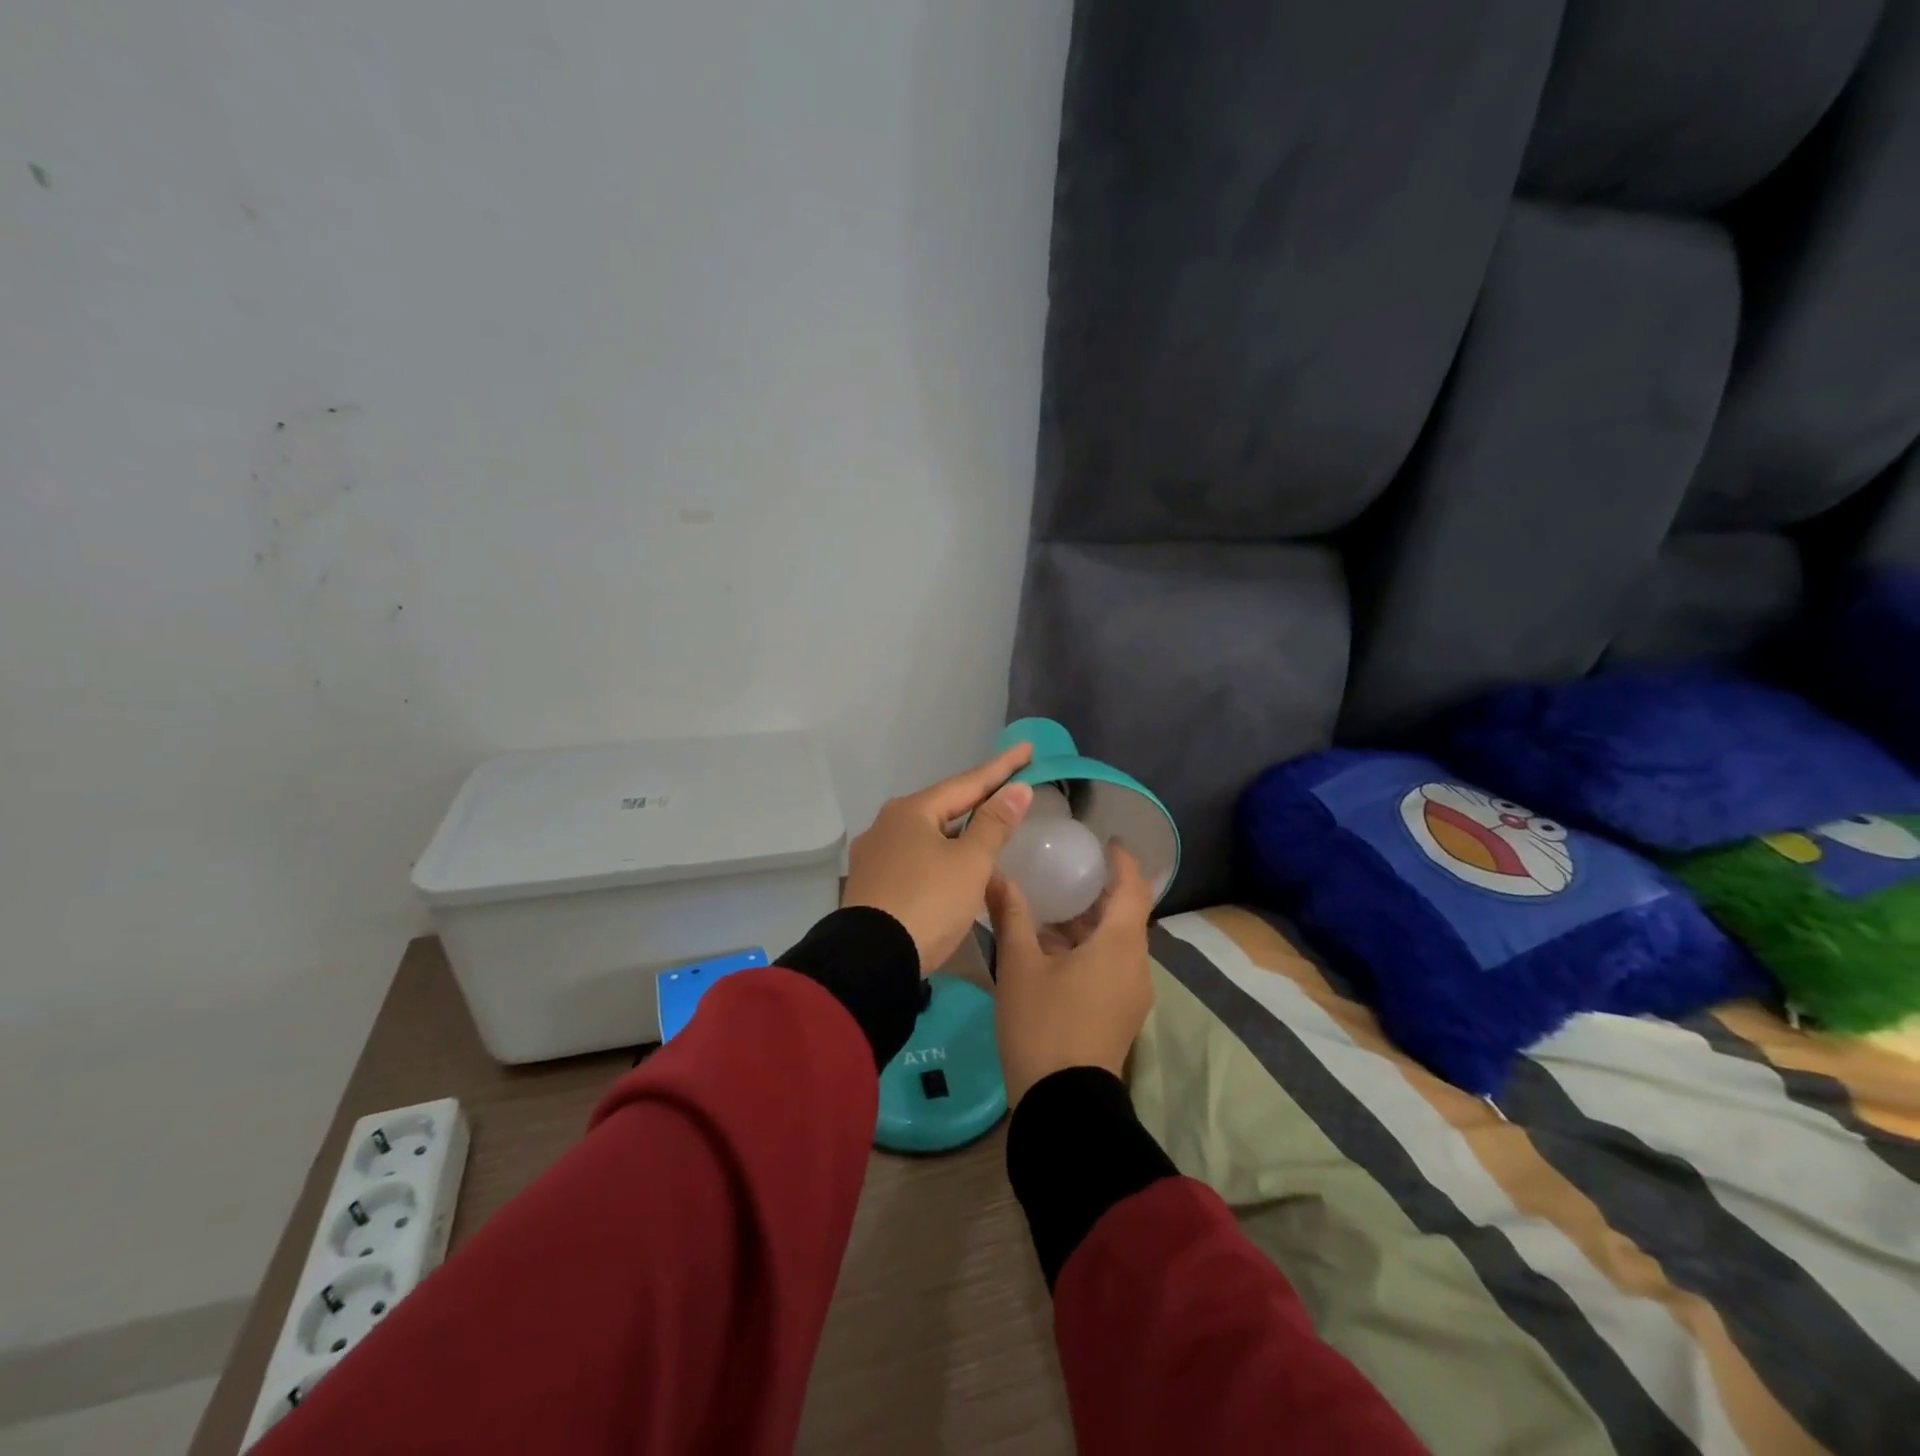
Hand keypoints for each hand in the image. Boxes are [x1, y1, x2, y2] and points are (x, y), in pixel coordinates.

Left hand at [841, 743, 1035, 974]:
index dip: (1001, 768)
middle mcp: (886, 824)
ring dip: (957, 830)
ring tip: (984, 827)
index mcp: (912, 811)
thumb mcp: (970, 863)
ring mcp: (874, 854)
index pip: (967, 783)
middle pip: (943, 805)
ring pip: (926, 834)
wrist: (870, 960)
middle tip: (1007, 789)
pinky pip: (914, 857)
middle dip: (976, 798)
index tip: (1027, 749)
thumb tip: (1017, 789)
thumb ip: (995, 824)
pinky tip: (951, 865)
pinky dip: (939, 854)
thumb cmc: (928, 902)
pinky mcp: (870, 883)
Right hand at [988, 842, 1153, 1108]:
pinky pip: (1112, 965)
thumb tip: (998, 877)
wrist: (1063, 1105)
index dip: (1122, 861)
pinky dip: (1090, 947)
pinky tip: (1052, 949)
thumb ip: (1012, 915)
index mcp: (1120, 944)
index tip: (1106, 840)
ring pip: (1117, 942)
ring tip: (1052, 906)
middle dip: (1100, 890)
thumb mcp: (1020, 966)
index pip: (1132, 888)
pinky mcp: (1121, 1014)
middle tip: (1067, 869)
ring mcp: (1132, 993)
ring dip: (1091, 922)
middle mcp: (1136, 964)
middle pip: (1126, 914)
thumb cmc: (1043, 1024)